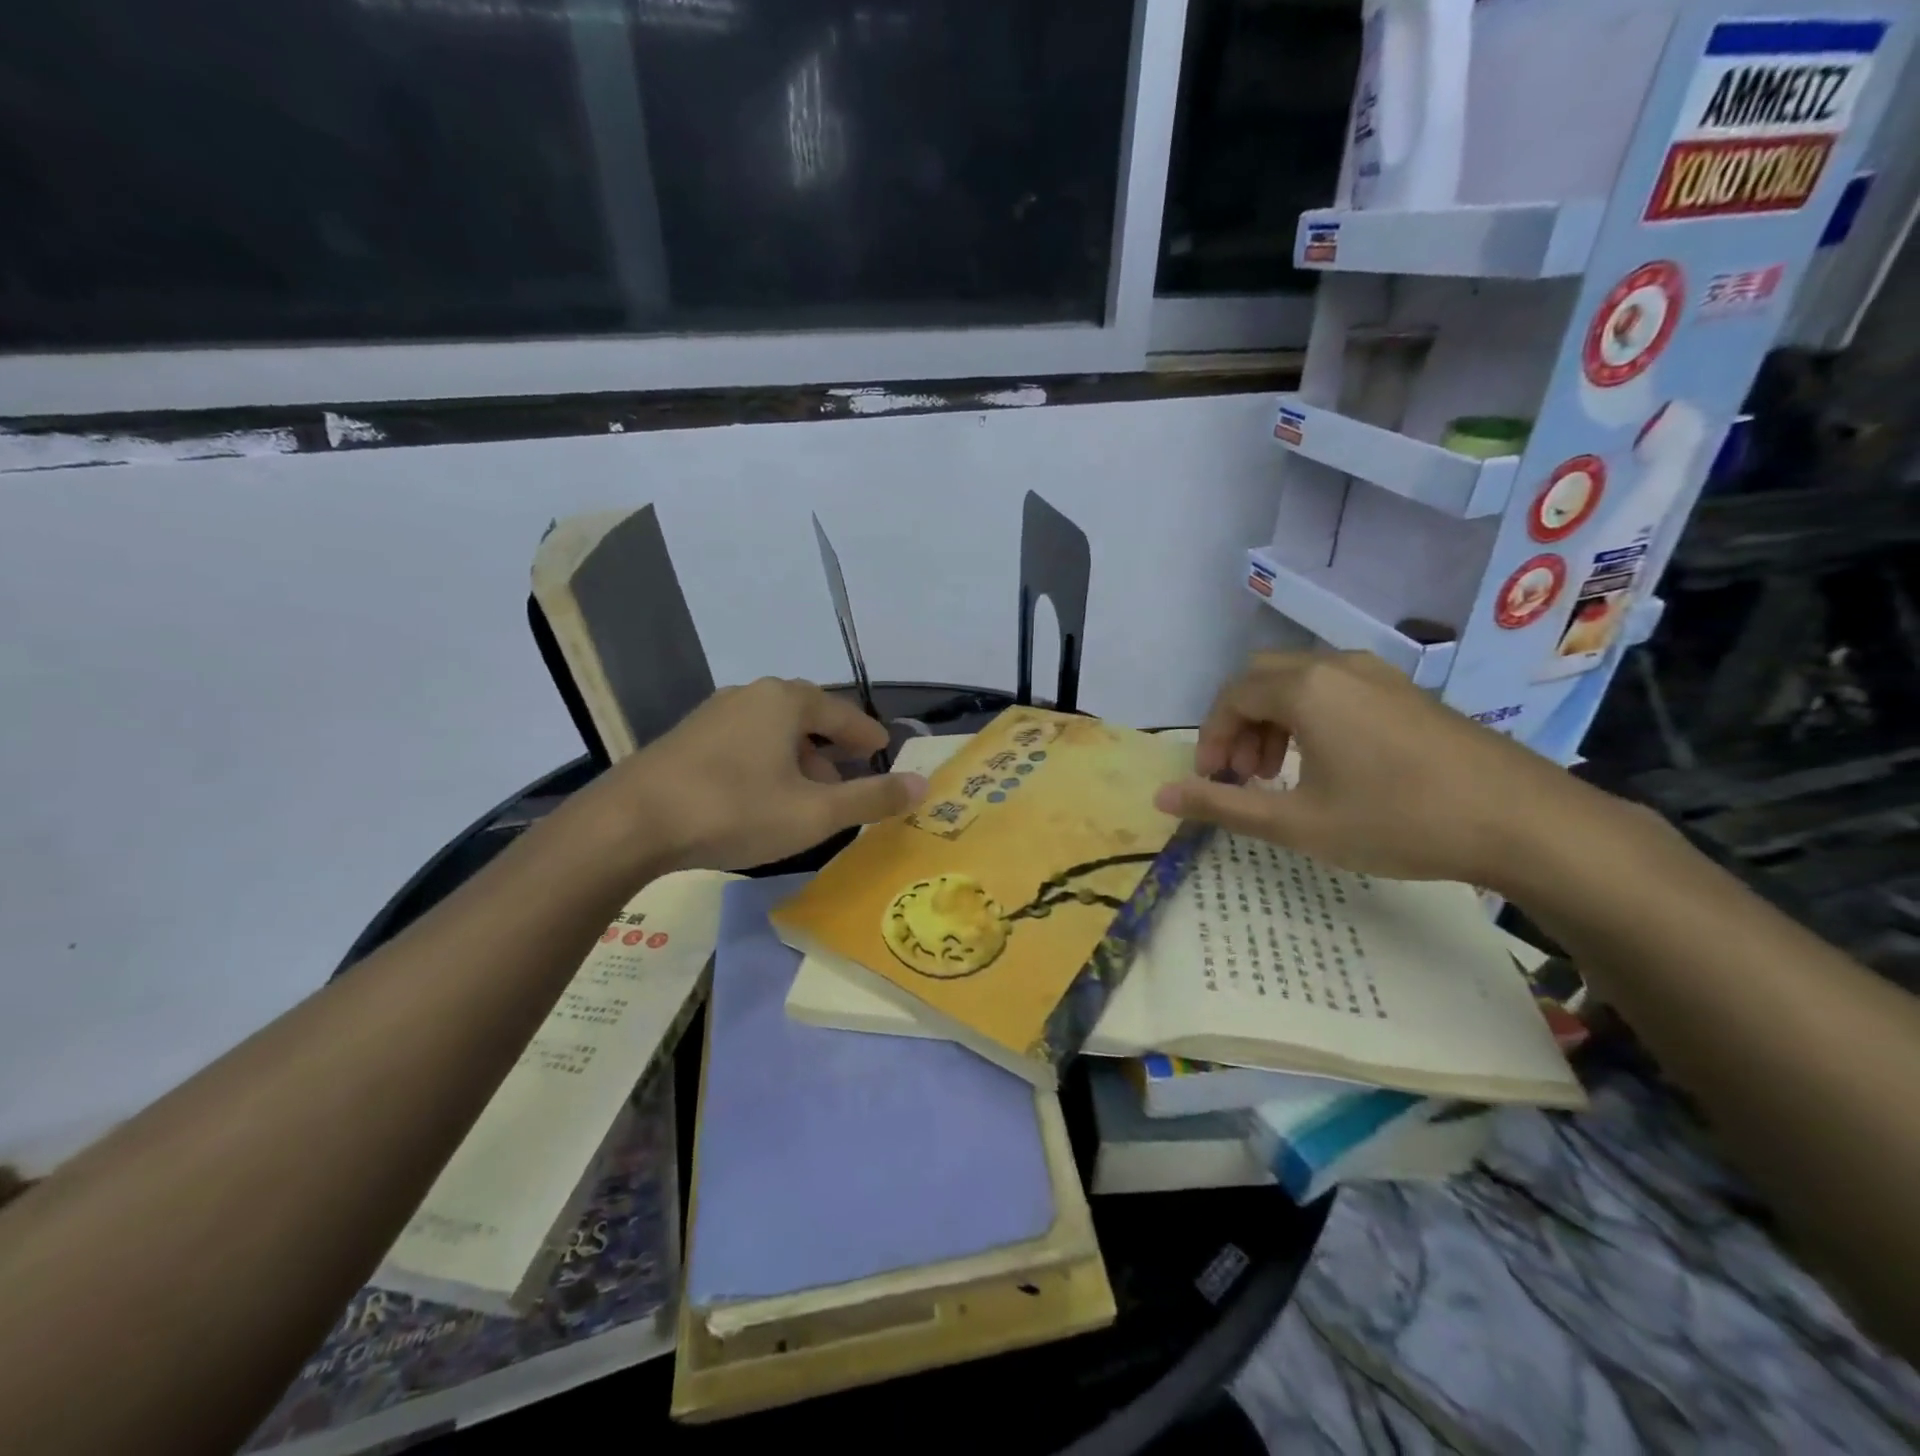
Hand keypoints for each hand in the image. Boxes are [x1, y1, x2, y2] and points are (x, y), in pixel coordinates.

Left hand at [585, 678, 928, 872]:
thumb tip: (924, 785)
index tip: (883, 751)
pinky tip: (759, 798)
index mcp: (786, 701)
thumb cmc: (735, 810)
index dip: (867, 735)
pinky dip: (764, 764)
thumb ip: (872, 798)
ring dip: (797, 760)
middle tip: (847, 781)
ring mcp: (713, 715)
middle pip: (806, 718)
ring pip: (772, 732)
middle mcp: (750, 696)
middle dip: (831, 750)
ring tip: (806, 797)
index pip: (843, 714)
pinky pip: (742, 744)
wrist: (631, 823)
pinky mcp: (686, 739)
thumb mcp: (815, 813)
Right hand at [1153, 651, 1585, 886]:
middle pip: (1261, 680)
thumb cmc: (1397, 820)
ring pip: (1301, 682)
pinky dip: (1311, 718)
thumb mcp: (1298, 823)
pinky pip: (1337, 690)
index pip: (1231, 697)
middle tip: (1243, 776)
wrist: (1524, 821)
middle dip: (1239, 726)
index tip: (1212, 782)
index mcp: (1306, 688)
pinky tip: (1330, 765)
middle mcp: (1338, 666)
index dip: (1210, 738)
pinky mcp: (1408, 692)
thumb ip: (1223, 806)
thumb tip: (1161, 796)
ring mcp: (1380, 675)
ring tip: (1280, 775)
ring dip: (1274, 722)